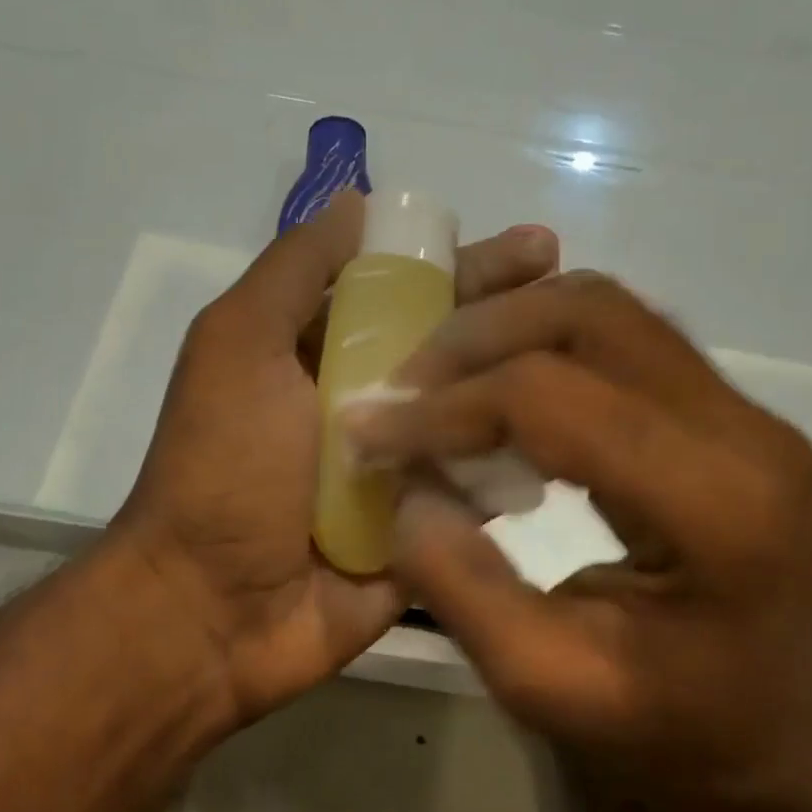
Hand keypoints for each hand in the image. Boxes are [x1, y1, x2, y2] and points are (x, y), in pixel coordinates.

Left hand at [113, 190, 557, 725]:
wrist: (214, 610)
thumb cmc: (225, 465)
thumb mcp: (238, 343)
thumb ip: (294, 271)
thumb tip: (357, 201)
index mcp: (325, 353)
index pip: (411, 293)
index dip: (469, 267)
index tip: (535, 250)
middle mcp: (371, 402)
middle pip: (455, 348)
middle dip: (513, 318)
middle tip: (578, 296)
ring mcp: (404, 468)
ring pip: (479, 413)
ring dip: (530, 387)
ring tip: (597, 365)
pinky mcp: (427, 527)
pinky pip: (483, 487)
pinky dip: (519, 463)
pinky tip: (575, 439)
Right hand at [344, 270, 811, 811]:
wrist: (786, 743)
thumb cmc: (674, 735)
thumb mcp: (547, 687)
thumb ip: (463, 587)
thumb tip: (407, 489)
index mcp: (711, 504)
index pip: (552, 400)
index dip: (446, 406)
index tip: (370, 430)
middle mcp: (742, 430)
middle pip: (588, 316)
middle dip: (474, 338)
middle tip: (404, 389)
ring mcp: (746, 411)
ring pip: (606, 309)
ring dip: (508, 328)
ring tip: (440, 383)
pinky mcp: (730, 412)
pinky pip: (622, 338)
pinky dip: (543, 345)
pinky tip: (500, 392)